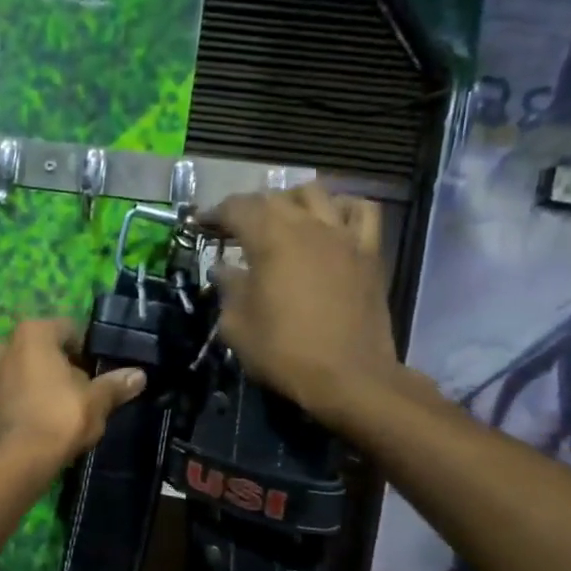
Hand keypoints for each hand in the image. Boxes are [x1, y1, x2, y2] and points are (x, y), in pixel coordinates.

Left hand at [0, 319, 145, 470]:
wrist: (15, 462)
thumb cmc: (58, 418)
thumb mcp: (97, 401)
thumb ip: (116, 384)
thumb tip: (139, 375)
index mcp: (33, 333)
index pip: (71, 329)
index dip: (91, 350)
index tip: (105, 372)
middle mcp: (7, 344)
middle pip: (49, 350)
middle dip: (70, 367)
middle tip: (91, 391)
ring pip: (32, 371)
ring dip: (52, 384)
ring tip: (74, 409)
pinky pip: (19, 390)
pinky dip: (35, 399)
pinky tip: (52, 420)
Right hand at [205, 184, 410, 419]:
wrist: (348, 376)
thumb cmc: (284, 352)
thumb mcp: (237, 325)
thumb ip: (228, 289)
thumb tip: (224, 270)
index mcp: (271, 239)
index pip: (237, 208)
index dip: (215, 213)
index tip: (201, 224)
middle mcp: (308, 226)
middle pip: (274, 198)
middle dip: (248, 208)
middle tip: (233, 228)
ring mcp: (343, 235)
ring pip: (316, 193)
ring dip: (291, 201)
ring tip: (281, 219)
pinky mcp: (369, 252)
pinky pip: (361, 211)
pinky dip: (341, 208)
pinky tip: (330, 222)